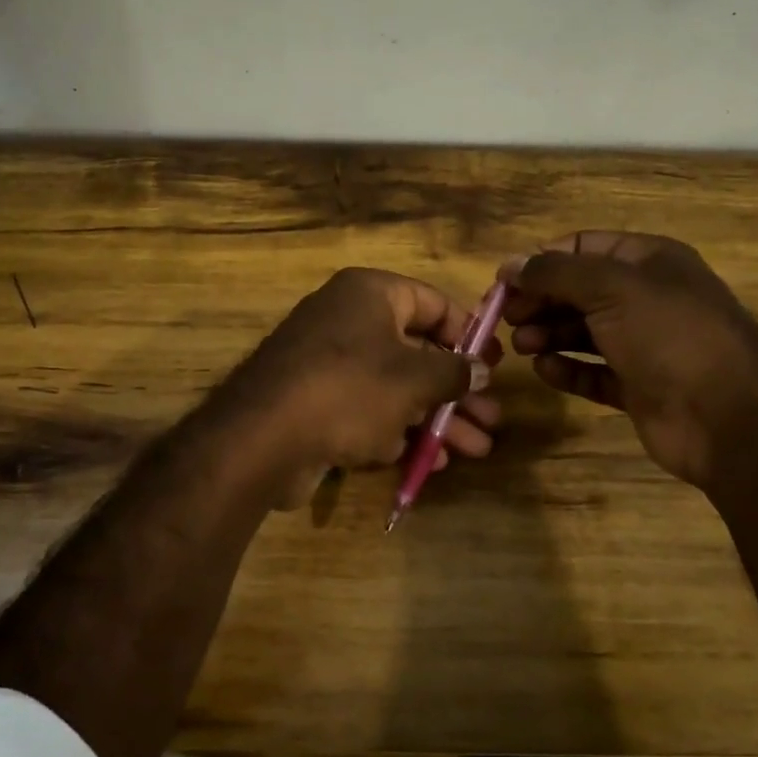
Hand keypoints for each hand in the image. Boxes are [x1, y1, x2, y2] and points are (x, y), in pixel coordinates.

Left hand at [219, 268, 501, 508]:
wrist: (264, 437)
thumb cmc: (350, 389)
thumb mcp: (414, 377)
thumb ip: (453, 371)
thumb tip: (479, 369)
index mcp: (369, 295)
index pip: (431, 302)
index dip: (467, 332)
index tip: (493, 363)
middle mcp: (348, 322)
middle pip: (417, 351)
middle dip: (456, 390)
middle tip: (492, 418)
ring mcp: (329, 366)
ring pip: (396, 388)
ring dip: (437, 418)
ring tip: (478, 448)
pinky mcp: (317, 405)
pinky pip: (369, 412)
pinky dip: (400, 432)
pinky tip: (434, 461)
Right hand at [499, 232, 757, 487]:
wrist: (728, 417)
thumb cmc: (669, 335)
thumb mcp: (610, 288)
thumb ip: (555, 273)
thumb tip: (510, 265)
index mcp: (649, 261)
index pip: (583, 247)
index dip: (542, 261)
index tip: (505, 283)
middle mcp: (646, 298)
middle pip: (578, 291)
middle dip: (540, 301)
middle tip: (506, 320)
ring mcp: (643, 344)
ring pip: (582, 331)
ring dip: (548, 334)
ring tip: (522, 346)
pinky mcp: (638, 386)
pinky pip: (592, 371)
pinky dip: (567, 369)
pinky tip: (545, 370)